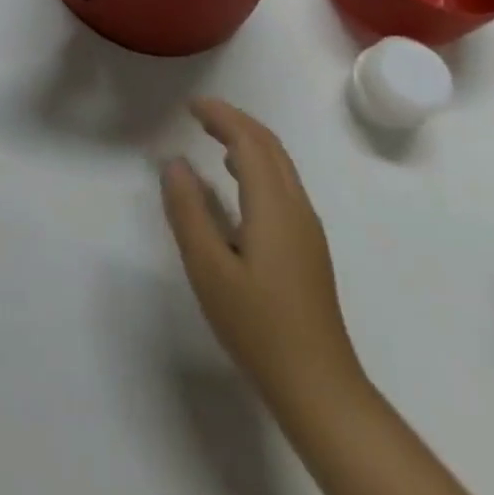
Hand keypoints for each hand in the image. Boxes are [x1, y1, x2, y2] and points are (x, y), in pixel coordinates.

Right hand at [160, 98, 361, 407]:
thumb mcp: (209, 269)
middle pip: (270, 147)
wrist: (319, 388)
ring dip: (248, 142)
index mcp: (274, 206)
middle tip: (198, 114)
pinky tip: (237, 184)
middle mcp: (296, 208)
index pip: (249, 141)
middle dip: (235, 121)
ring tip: (213, 138)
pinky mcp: (307, 249)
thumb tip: (174, 163)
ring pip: (280, 166)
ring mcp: (307, 229)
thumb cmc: (259, 327)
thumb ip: (188, 211)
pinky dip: (257, 166)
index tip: (190, 106)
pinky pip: (282, 186)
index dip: (221, 116)